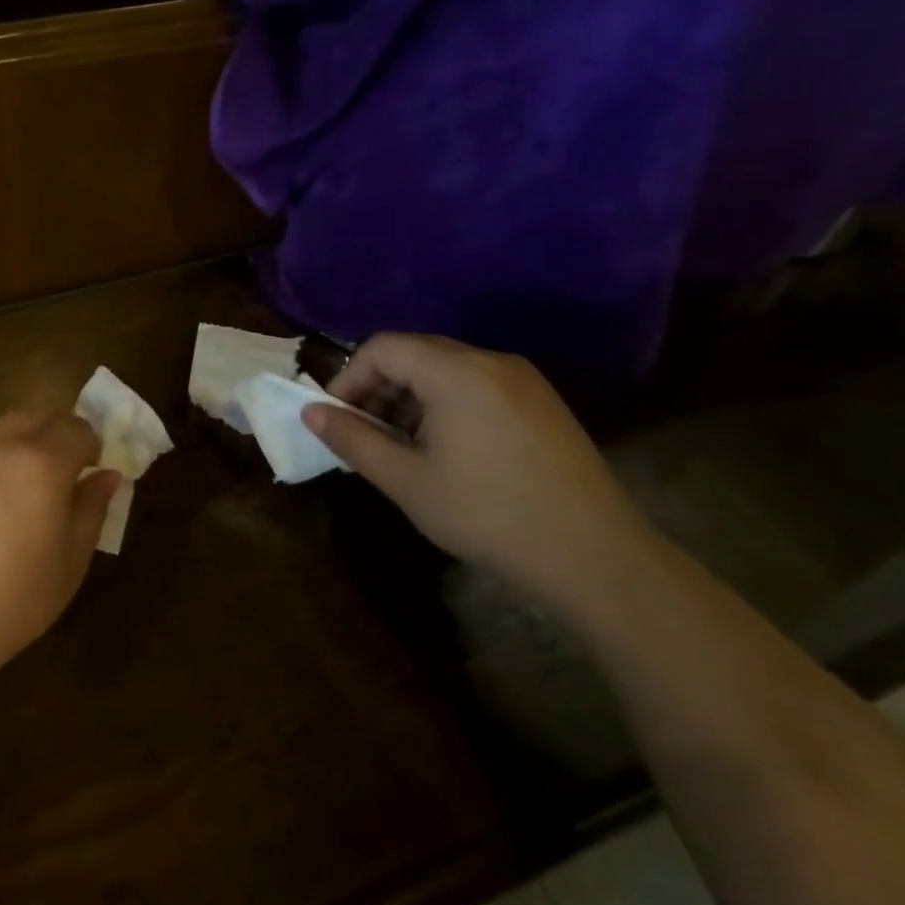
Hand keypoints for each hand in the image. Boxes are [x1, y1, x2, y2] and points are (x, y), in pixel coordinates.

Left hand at [0, 410, 120, 690]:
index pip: (77, 429)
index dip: (88, 446)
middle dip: (50, 436)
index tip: (86, 470)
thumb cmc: (9, 604)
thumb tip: (107, 475)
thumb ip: (91, 509)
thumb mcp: (69, 564)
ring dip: (4, 454)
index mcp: (40, 463)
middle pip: (33, 416)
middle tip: (49, 476)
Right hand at [302, 334, 658, 609]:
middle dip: (378, 388)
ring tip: (400, 447)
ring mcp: (523, 381)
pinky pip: (476, 386)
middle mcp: (492, 361)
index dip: (349, 378)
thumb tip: (310, 412)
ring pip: (446, 370)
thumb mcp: (406, 481)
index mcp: (458, 372)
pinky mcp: (541, 403)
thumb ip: (353, 440)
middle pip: (415, 353)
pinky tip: (443, 450)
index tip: (338, 420)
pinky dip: (444, 405)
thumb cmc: (488, 514)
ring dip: (409, 398)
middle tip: (363, 434)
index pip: (383, 347)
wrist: (594, 556)